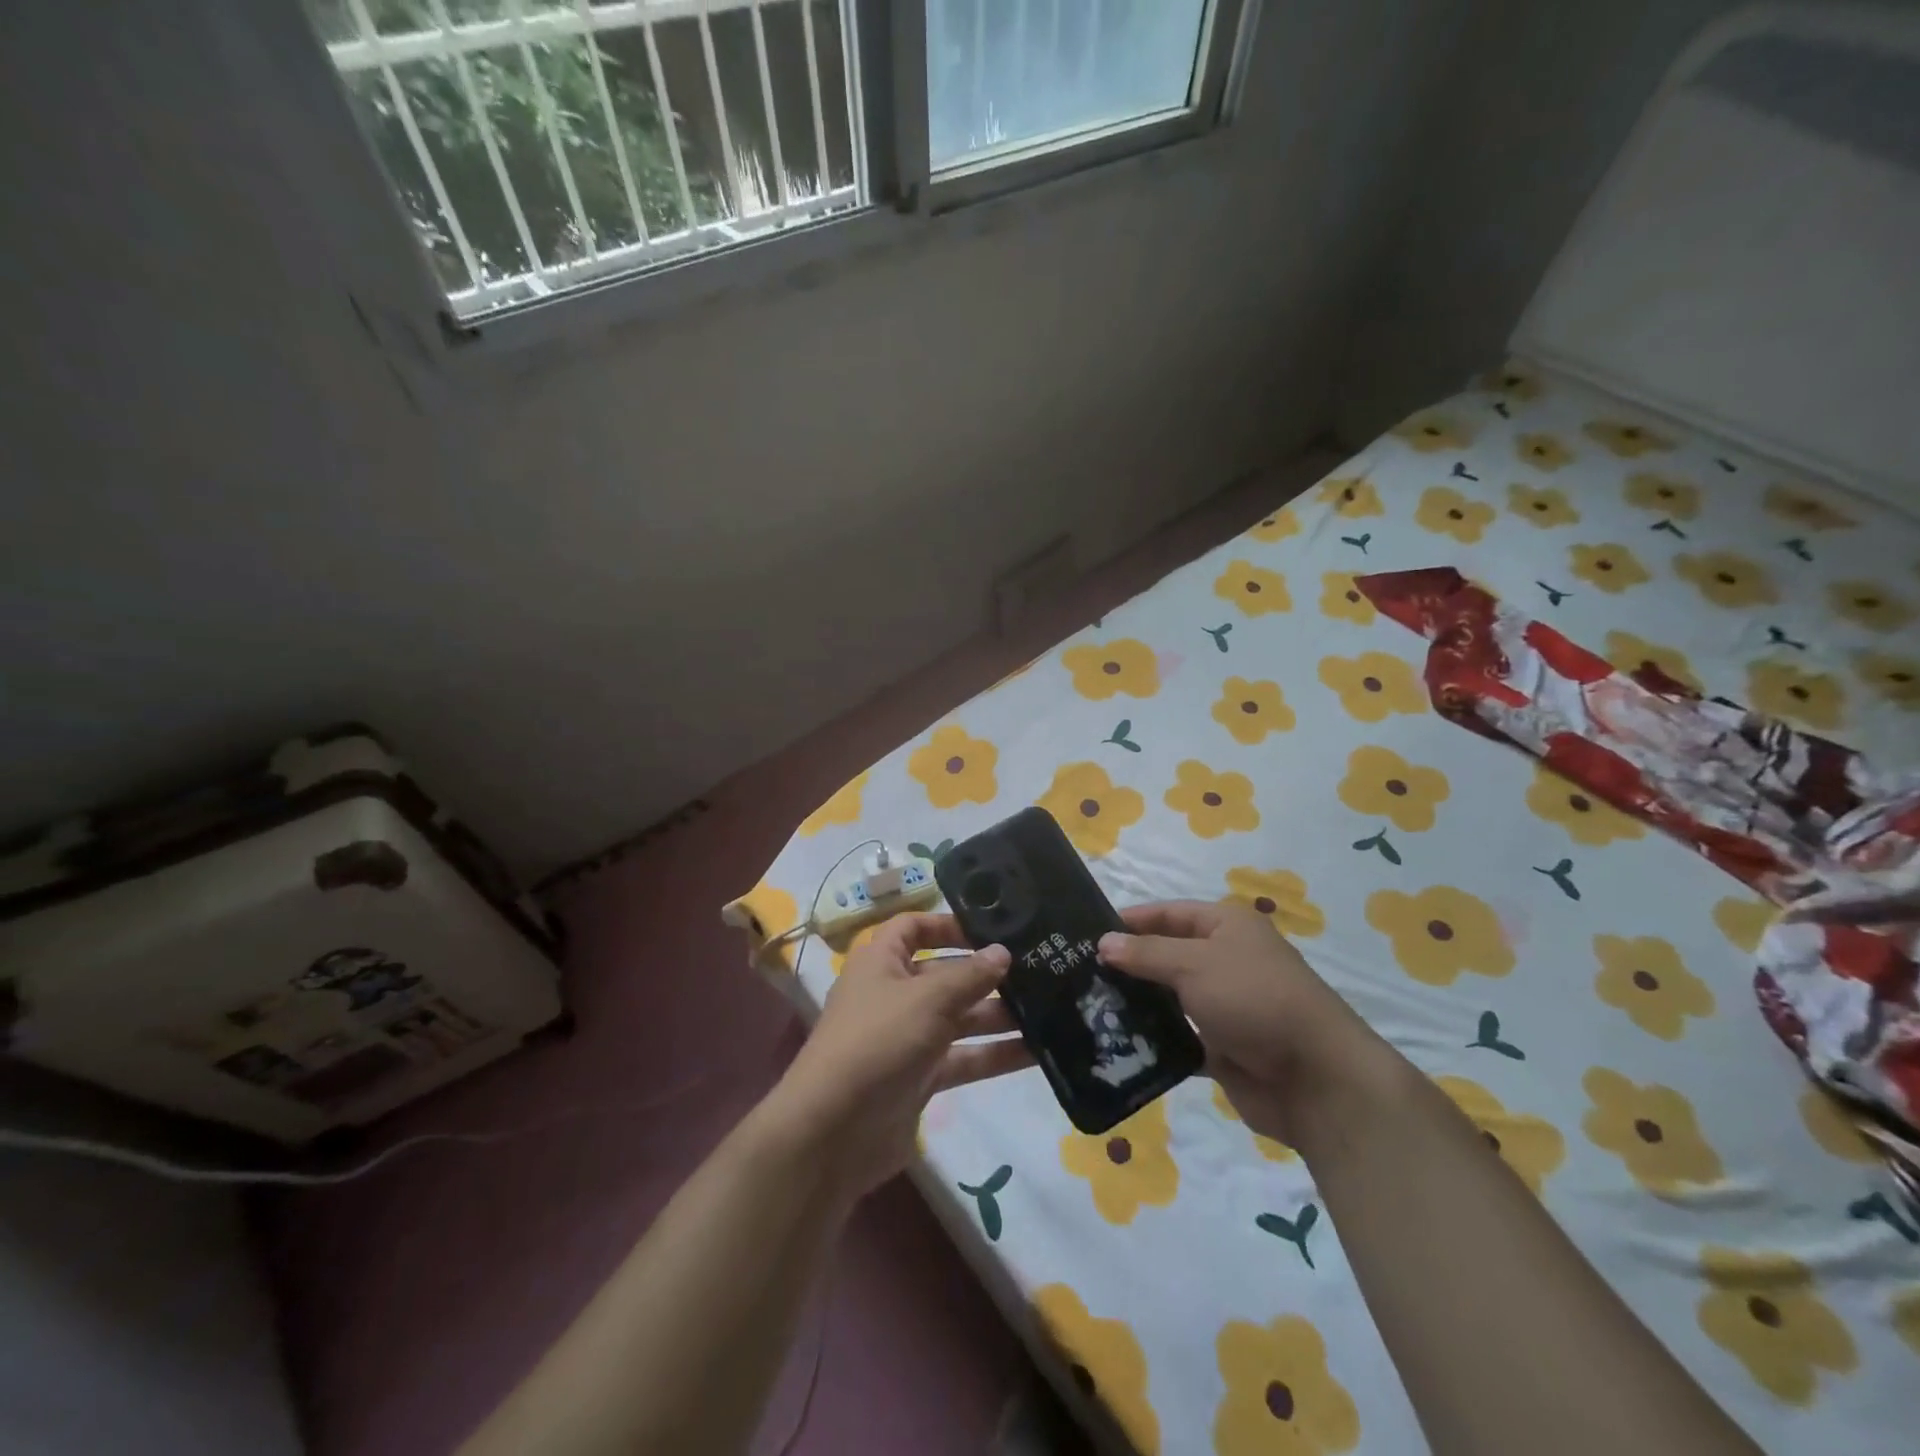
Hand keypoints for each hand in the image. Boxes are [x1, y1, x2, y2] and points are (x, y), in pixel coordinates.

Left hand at [770, 912, 1033, 1198]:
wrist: (832, 1133)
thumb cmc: (877, 1042)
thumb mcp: (927, 1000)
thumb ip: (969, 976)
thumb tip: (1003, 951)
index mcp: (881, 961)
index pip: (913, 927)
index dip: (948, 924)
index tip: (993, 928)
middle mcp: (893, 994)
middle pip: (944, 973)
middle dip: (986, 974)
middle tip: (1039, 969)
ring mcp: (907, 1037)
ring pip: (959, 1017)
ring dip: (997, 1015)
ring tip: (1049, 1008)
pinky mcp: (920, 1077)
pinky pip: (962, 1058)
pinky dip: (993, 1054)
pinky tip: (1037, 1052)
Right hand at [1098, 900, 1379, 1145]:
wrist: (1315, 1078)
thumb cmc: (1254, 999)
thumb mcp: (1195, 964)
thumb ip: (1146, 953)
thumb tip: (1103, 942)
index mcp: (1227, 926)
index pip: (1169, 913)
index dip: (1131, 920)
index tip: (1088, 934)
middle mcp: (1226, 960)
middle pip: (1167, 955)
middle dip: (1129, 964)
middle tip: (1080, 974)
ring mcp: (1225, 1005)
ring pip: (1170, 998)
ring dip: (1138, 1003)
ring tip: (1089, 1008)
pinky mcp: (1223, 1046)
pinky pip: (1179, 1036)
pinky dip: (1155, 1040)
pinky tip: (1118, 1043)